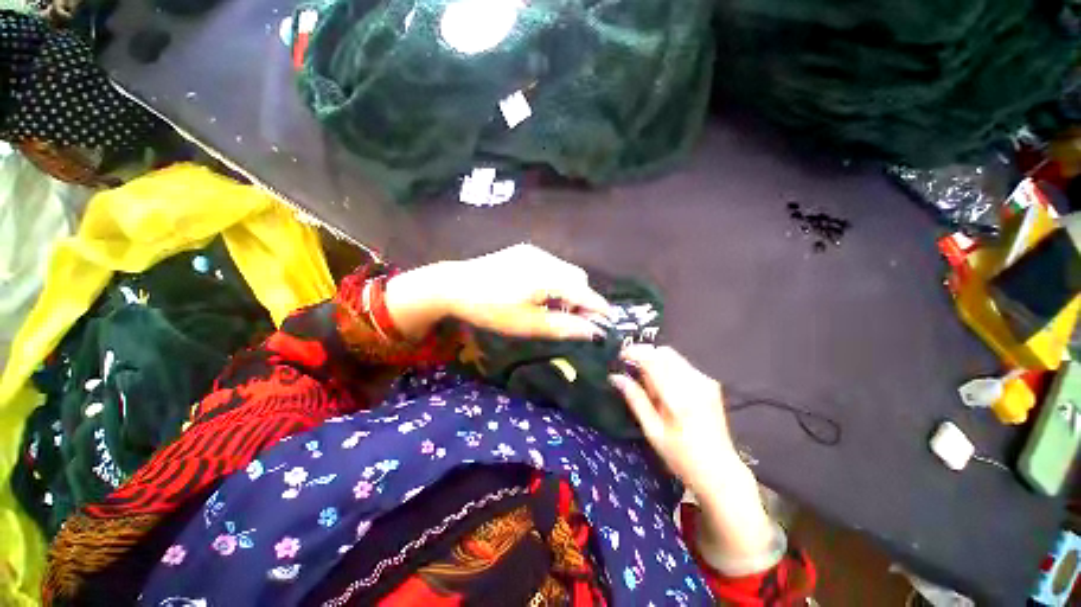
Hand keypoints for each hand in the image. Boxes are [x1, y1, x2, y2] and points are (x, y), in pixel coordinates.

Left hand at [385, 244, 610, 340]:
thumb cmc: (490, 309)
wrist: (454, 285)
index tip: (608, 320)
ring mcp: (533, 251)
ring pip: (564, 269)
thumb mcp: (526, 324)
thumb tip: (592, 332)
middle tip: (573, 318)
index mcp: (546, 277)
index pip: (583, 291)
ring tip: (553, 306)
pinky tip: (539, 291)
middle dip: (582, 297)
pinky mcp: (523, 250)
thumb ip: (563, 326)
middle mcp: (545, 258)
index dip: (599, 306)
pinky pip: (550, 264)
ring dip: (568, 288)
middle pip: (577, 277)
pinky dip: (555, 279)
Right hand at [609, 345, 739, 495]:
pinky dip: (668, 367)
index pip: (652, 359)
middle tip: (632, 371)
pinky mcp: (711, 384)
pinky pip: (683, 365)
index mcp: (677, 396)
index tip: (620, 357)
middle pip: (663, 352)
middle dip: (644, 355)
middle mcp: (694, 382)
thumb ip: (635, 399)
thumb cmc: (681, 457)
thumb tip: (615, 377)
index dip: (633, 352)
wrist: (720, 472)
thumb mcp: (652, 431)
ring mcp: (705, 381)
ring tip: (649, 384)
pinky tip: (665, 388)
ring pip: (673, 356)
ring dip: (656, 361)